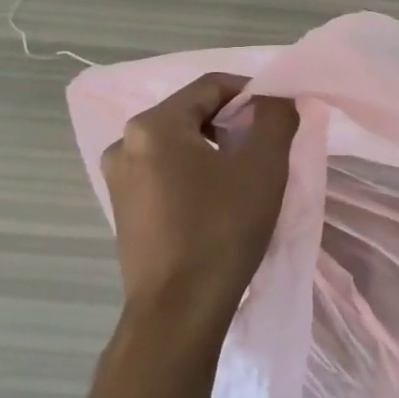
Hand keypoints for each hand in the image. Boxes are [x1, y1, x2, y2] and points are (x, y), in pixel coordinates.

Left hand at [104, 73, 299, 328]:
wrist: (178, 311)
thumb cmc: (222, 230)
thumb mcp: (264, 167)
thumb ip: (276, 118)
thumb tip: (276, 99)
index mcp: (153, 126)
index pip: (210, 86)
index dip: (251, 93)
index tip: (280, 116)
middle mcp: (125, 144)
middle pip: (191, 113)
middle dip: (233, 123)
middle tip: (267, 148)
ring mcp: (119, 180)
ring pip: (178, 146)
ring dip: (215, 150)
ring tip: (246, 178)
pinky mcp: (124, 210)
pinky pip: (166, 174)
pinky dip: (195, 175)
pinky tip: (218, 202)